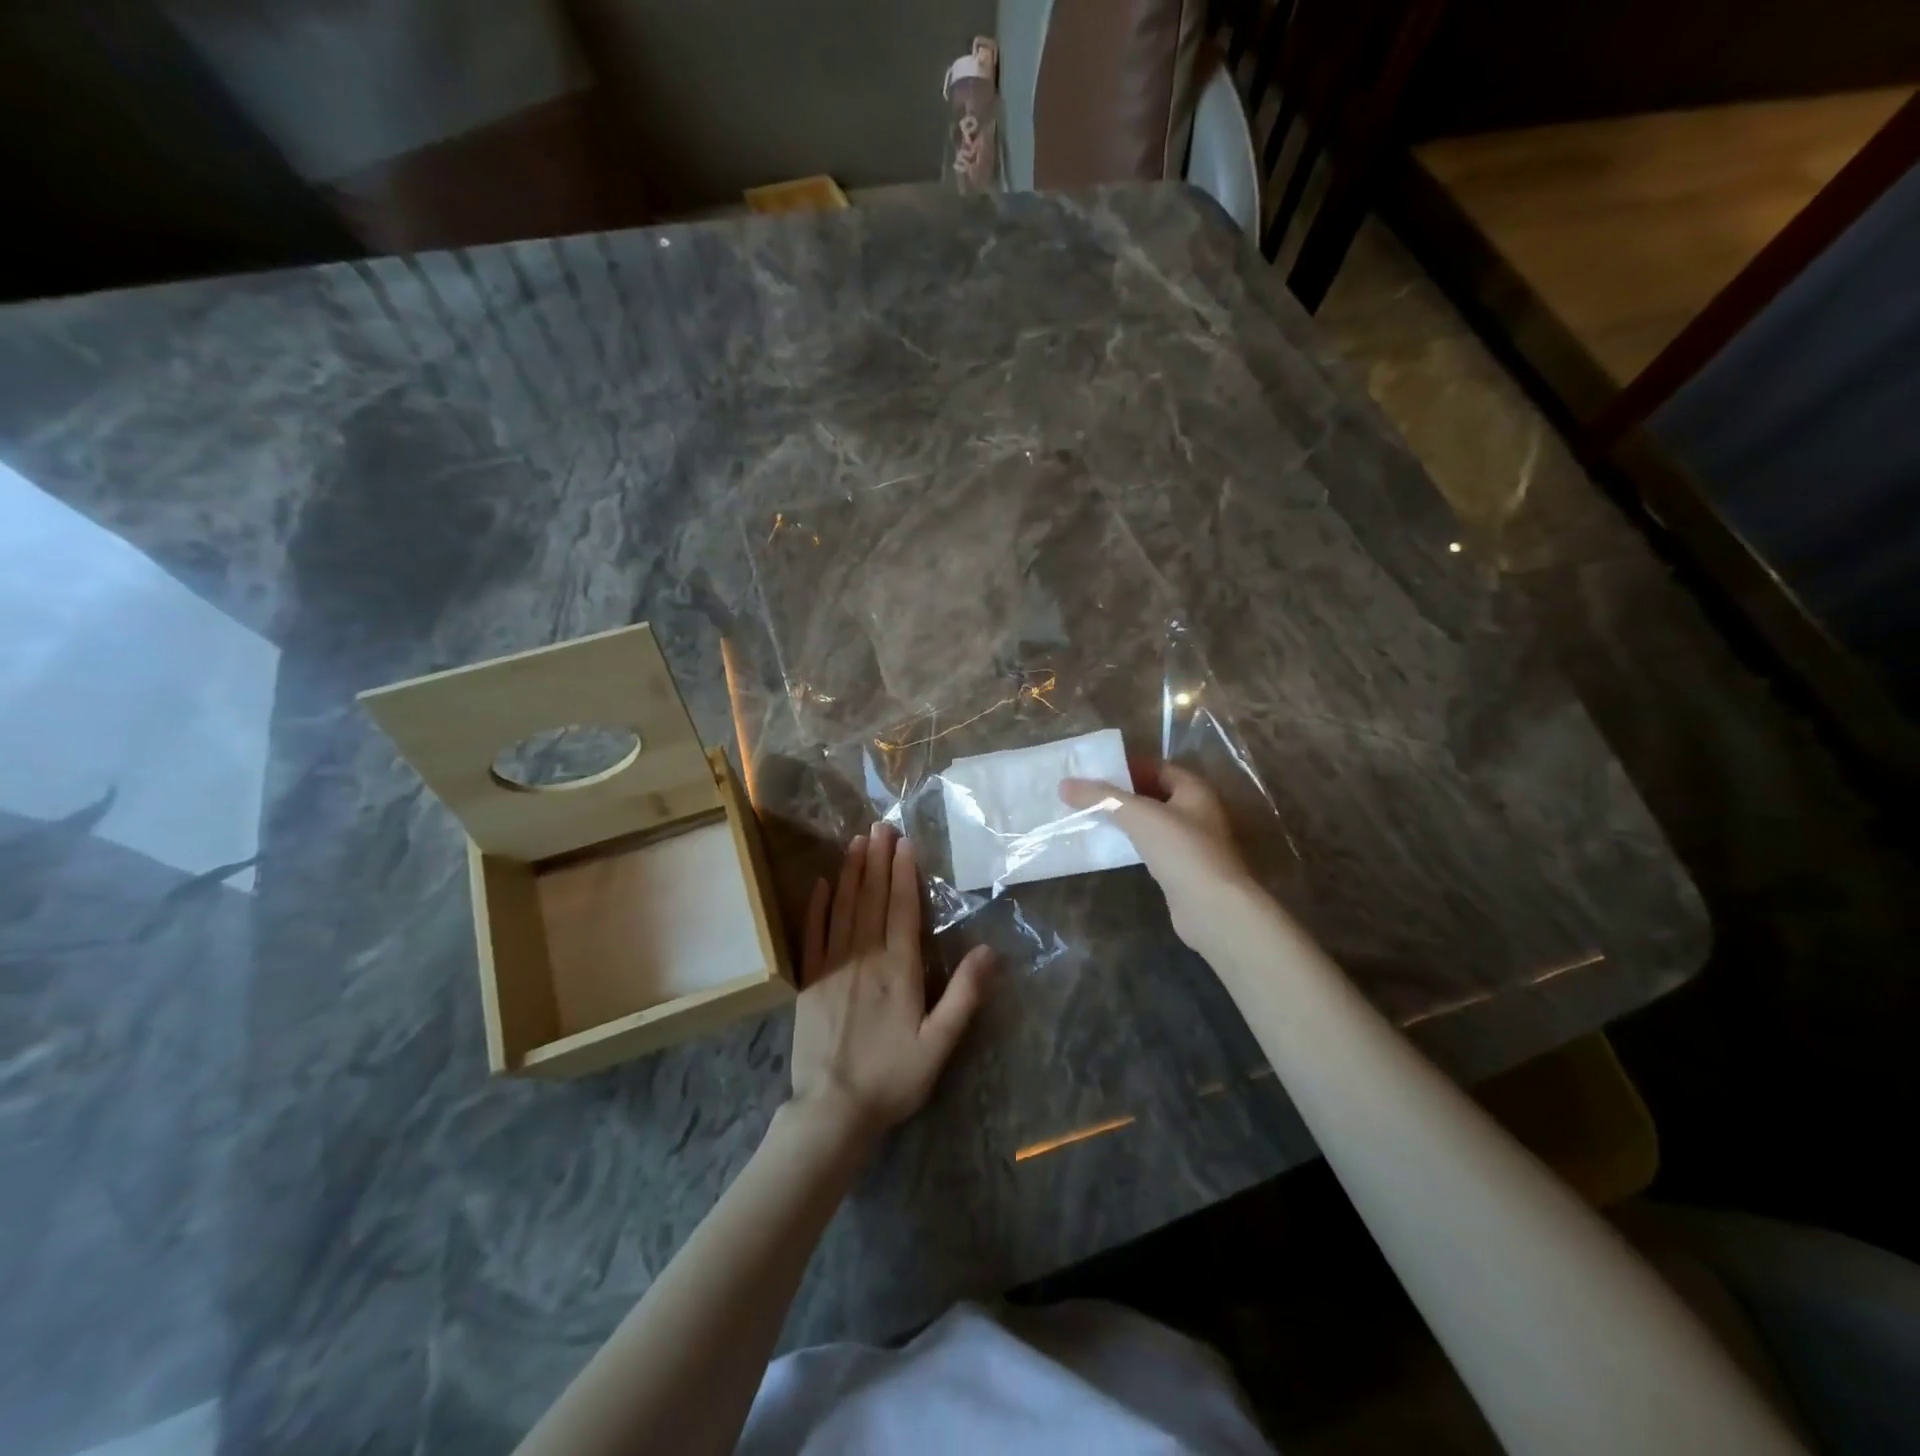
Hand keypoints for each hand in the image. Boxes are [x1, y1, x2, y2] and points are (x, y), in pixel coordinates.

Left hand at [789, 822, 994, 1145]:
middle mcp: (864, 958)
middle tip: (880, 825)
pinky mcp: (808, 980)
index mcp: (898, 970)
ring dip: (851, 872)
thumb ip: (964, 996)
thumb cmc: (892, 1078)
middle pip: (871, 899)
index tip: (905, 843)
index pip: (902, 910)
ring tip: (856, 841)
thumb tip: (990, 950)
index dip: (904, 874)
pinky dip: (817, 906)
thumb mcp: (939, 1044)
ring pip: (843, 908)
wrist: (831, 1110)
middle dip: (877, 860)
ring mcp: (832, 966)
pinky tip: (821, 883)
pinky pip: (812, 933)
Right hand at [1059, 762, 1255, 950]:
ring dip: (1126, 819)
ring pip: (1153, 822)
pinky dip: (1133, 842)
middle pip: (1155, 793)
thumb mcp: (1137, 815)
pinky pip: (1153, 846)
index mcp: (1194, 790)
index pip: (1158, 767)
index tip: (1096, 770)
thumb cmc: (1180, 850)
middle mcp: (1198, 811)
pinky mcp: (1183, 868)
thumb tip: (1064, 784)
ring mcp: (1192, 842)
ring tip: (1092, 817)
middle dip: (1123, 793)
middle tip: (1088, 793)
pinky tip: (1111, 846)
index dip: (1128, 766)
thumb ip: (1101, 797)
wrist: (1211, 907)